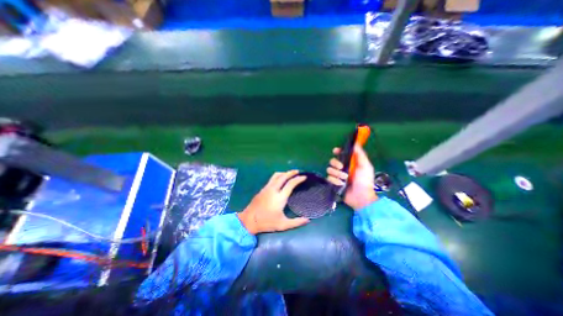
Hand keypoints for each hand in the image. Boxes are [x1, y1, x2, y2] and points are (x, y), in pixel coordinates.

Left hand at [236, 171, 310, 234]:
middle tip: (297, 172)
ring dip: (284, 173)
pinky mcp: (262, 189)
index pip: (291, 184)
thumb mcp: (283, 225)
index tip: (304, 177)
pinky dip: (278, 176)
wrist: (248, 221)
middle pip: (283, 176)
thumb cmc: (266, 223)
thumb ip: (296, 222)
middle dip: (291, 172)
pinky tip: (280, 180)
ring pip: (276, 176)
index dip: (298, 179)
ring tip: (289, 174)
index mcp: (280, 197)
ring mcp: (267, 188)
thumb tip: (308, 220)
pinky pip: (272, 179)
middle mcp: (273, 190)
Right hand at [326, 145, 376, 209]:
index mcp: (349, 163)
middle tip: (341, 167)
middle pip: (332, 161)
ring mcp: (337, 176)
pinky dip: (335, 181)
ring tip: (344, 178)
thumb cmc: (365, 180)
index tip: (336, 151)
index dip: (337, 152)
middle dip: (335, 163)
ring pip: (329, 170)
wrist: (361, 197)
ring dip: (337, 173)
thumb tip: (355, 143)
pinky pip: (329, 178)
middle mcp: (342, 168)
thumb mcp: (365, 166)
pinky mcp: (334, 183)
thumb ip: (360, 154)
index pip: (340, 154)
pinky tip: (341, 184)